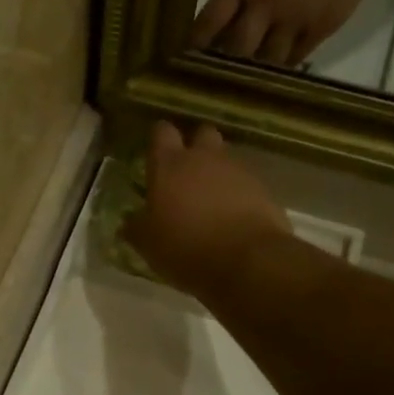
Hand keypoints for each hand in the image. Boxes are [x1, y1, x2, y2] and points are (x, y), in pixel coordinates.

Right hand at [123, 122, 291, 302]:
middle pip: (201, 134)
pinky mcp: (263, 189)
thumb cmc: (186, 248)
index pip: (162, 132)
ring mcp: (238, 171)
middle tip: (186, 173)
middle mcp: (204, 158)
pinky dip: (239, 193)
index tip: (156, 154)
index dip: (159, 140)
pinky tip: (233, 217)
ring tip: (211, 200)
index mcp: (170, 165)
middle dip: (195, 147)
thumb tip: (130, 221)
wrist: (248, 262)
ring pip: (226, 159)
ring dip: (217, 172)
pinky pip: (246, 183)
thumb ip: (137, 227)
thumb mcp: (149, 244)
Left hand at [191, 0, 387, 65]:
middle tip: (219, 80)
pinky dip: (281, 67)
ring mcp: (294, 18)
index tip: (188, 61)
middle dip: (227, 66)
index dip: (197, 44)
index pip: (210, 20)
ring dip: (256, 72)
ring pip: (267, 60)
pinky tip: (275, 73)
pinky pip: (293, 60)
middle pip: (238, 48)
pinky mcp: (319, 30)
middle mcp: (266, 2)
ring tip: (247, 82)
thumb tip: (211, 35)